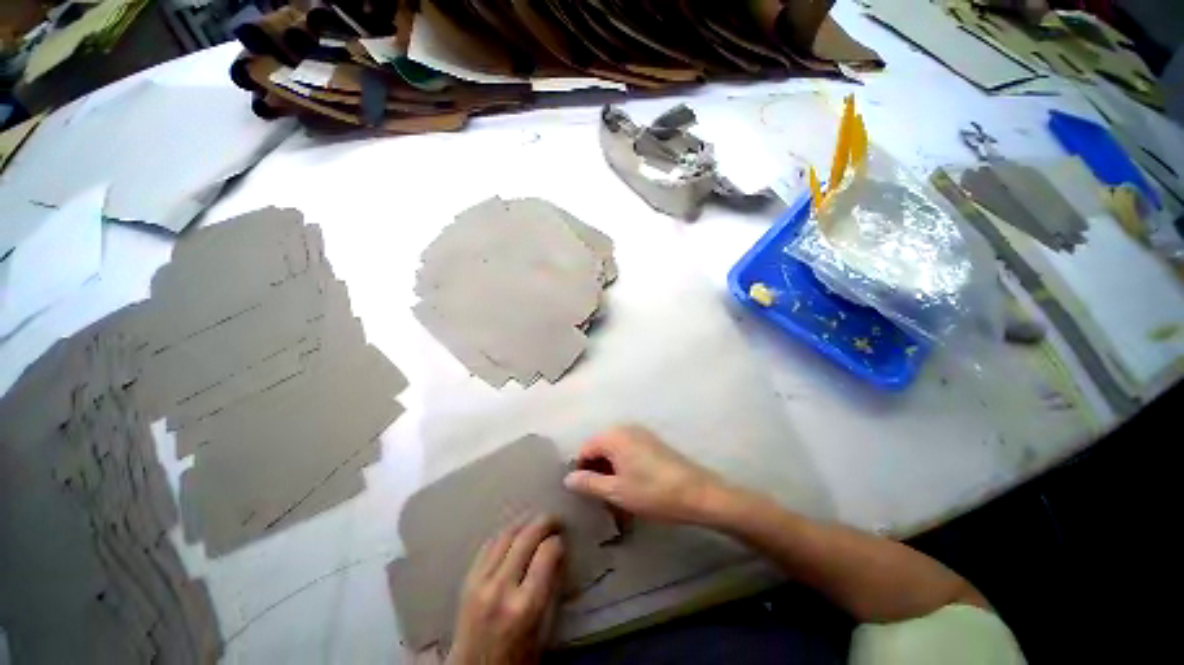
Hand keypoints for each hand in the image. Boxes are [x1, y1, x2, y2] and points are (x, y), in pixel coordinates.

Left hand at [447, 515, 563, 664]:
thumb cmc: (517, 656)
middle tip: (554, 519)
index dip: (558, 541)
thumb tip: (558, 552)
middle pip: (527, 536)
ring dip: (525, 523)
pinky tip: (514, 535)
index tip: (562, 540)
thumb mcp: (544, 628)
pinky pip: (488, 545)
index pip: (547, 553)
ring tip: (536, 522)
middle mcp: (502, 589)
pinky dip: (505, 535)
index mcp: (526, 606)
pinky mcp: (467, 580)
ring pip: (506, 535)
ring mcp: (481, 582)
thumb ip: (552, 589)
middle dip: (545, 522)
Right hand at [563, 425, 731, 524]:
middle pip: (599, 448)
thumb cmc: (652, 492)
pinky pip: (628, 451)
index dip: (581, 471)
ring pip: (614, 451)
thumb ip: (588, 483)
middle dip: (596, 471)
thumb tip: (567, 479)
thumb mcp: (616, 491)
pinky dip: (624, 467)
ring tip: (616, 495)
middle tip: (601, 497)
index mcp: (613, 436)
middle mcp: (625, 428)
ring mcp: (640, 433)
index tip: (585, 494)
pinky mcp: (652, 442)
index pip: (585, 450)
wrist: (697, 493)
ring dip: (610, 471)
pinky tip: (632, 486)